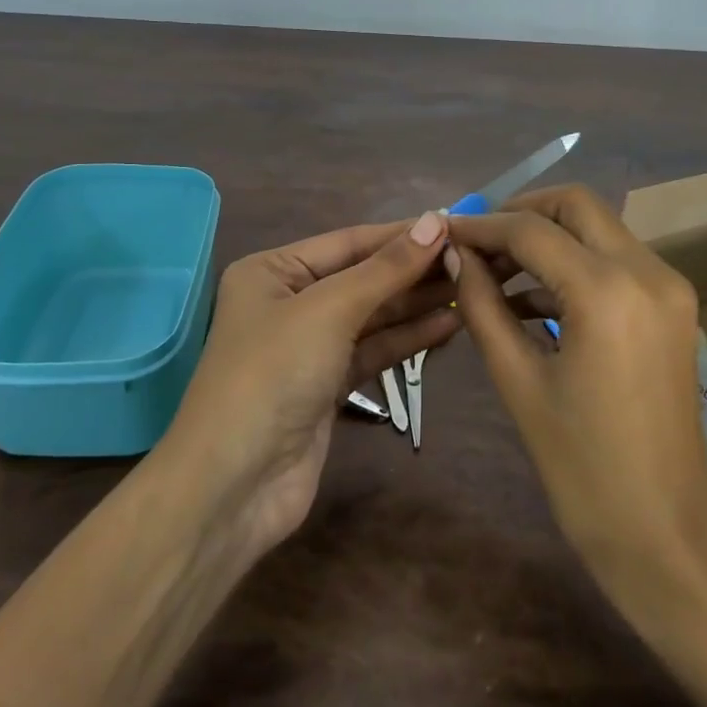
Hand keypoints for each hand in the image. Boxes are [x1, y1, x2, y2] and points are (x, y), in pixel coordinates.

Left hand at [159, 211, 458, 558]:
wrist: (235, 485)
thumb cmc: (273, 374)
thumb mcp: (329, 309)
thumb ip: (385, 269)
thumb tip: (434, 222)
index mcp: (273, 271)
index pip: (349, 241)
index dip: (401, 235)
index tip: (454, 226)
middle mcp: (289, 303)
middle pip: (362, 278)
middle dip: (413, 271)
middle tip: (471, 260)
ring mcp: (309, 348)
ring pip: (372, 317)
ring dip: (417, 305)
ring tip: (470, 288)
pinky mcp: (327, 387)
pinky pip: (374, 352)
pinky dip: (408, 340)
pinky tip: (449, 326)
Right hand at [448, 186, 706, 596]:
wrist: (665, 534)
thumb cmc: (582, 467)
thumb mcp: (518, 381)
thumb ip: (482, 305)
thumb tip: (455, 256)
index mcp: (608, 291)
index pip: (530, 230)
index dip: (481, 226)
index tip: (444, 233)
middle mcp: (648, 271)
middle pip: (576, 205)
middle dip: (521, 213)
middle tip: (477, 242)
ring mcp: (669, 287)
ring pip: (599, 228)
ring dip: (548, 237)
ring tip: (494, 271)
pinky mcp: (674, 307)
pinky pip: (616, 261)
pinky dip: (573, 263)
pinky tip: (531, 298)